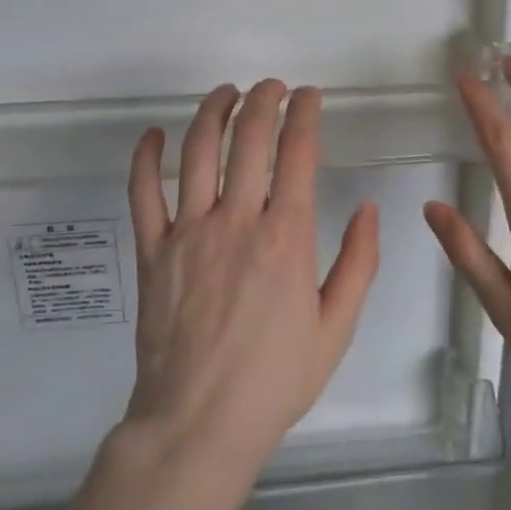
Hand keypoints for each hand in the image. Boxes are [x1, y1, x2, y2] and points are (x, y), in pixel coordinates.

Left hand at [121, 80, 379, 480]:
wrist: (199, 422)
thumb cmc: (275, 379)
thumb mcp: (337, 328)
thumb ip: (358, 263)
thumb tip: (367, 209)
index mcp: (286, 238)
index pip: (298, 153)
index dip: (305, 115)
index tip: (309, 95)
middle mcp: (236, 221)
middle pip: (248, 139)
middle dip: (263, 100)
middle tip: (272, 87)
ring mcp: (187, 232)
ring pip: (197, 151)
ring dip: (213, 112)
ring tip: (227, 93)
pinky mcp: (152, 250)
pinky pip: (143, 192)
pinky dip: (145, 157)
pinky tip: (154, 135)